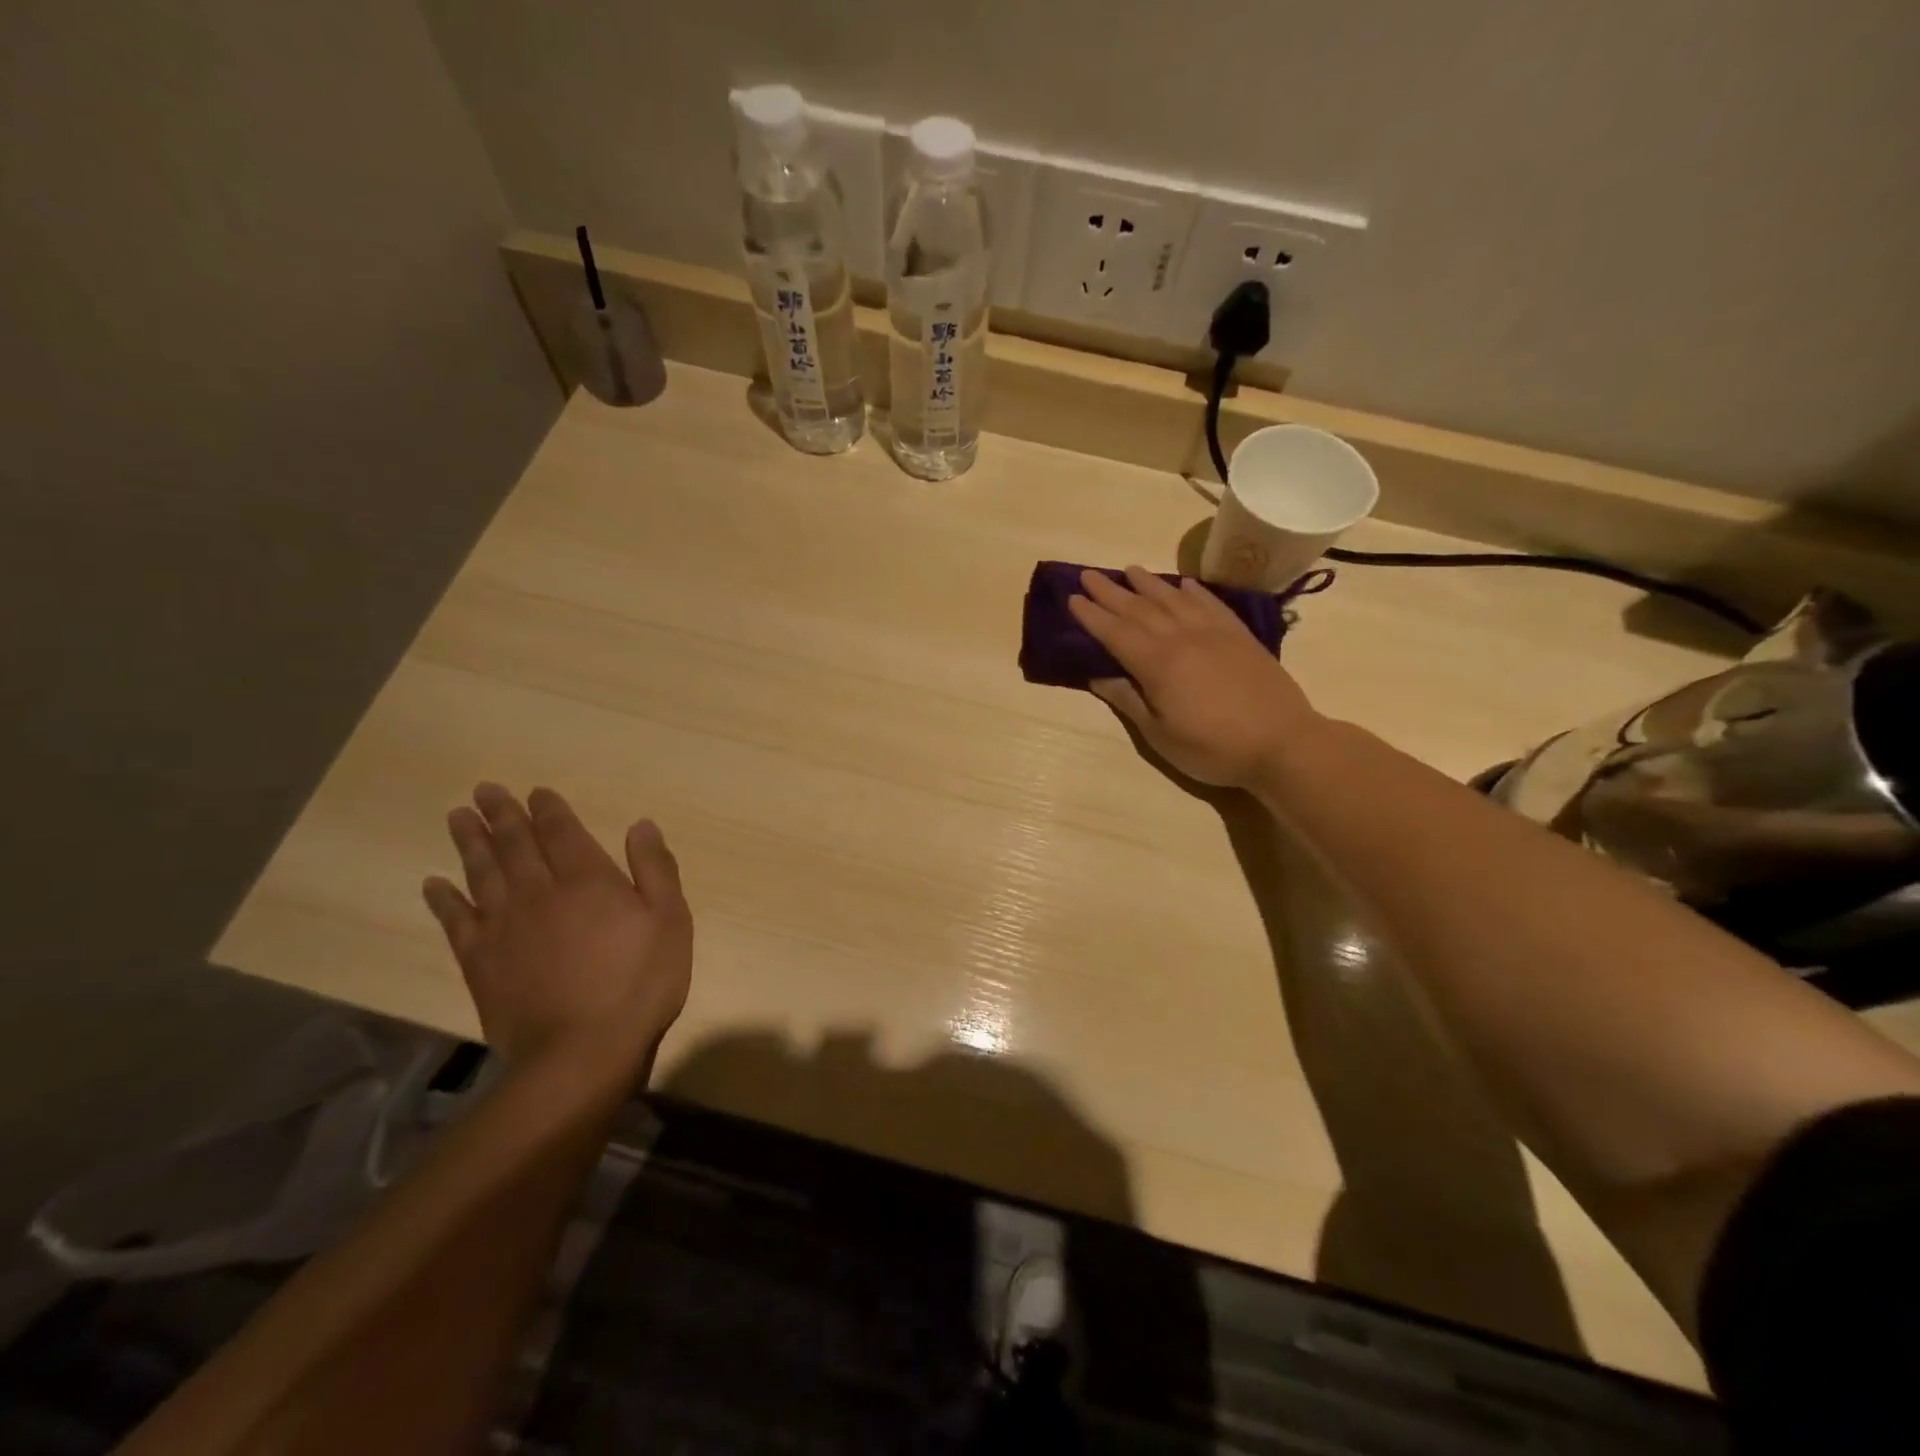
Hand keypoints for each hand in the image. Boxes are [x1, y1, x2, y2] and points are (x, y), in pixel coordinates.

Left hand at [422, 785, 692, 1067]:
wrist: (582, 1052)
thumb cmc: (639, 982)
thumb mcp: (671, 920)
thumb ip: (655, 869)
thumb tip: (640, 825)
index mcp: (587, 880)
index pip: (562, 832)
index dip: (548, 810)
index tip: (535, 792)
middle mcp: (540, 893)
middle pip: (515, 845)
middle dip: (501, 815)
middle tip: (483, 791)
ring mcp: (505, 928)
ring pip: (482, 874)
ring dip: (470, 844)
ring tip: (458, 819)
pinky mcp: (481, 963)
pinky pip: (456, 922)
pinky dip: (443, 900)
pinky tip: (433, 885)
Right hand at [1068, 566, 1316, 787]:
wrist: (1282, 743)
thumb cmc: (1213, 748)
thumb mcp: (1160, 735)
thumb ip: (1128, 701)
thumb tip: (1097, 676)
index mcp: (1158, 664)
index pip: (1116, 632)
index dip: (1092, 615)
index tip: (1072, 598)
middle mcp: (1182, 638)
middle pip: (1139, 608)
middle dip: (1111, 592)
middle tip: (1089, 575)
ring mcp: (1214, 633)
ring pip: (1173, 599)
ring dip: (1148, 583)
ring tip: (1129, 570)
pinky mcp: (1240, 636)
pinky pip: (1210, 603)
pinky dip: (1192, 590)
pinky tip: (1182, 584)